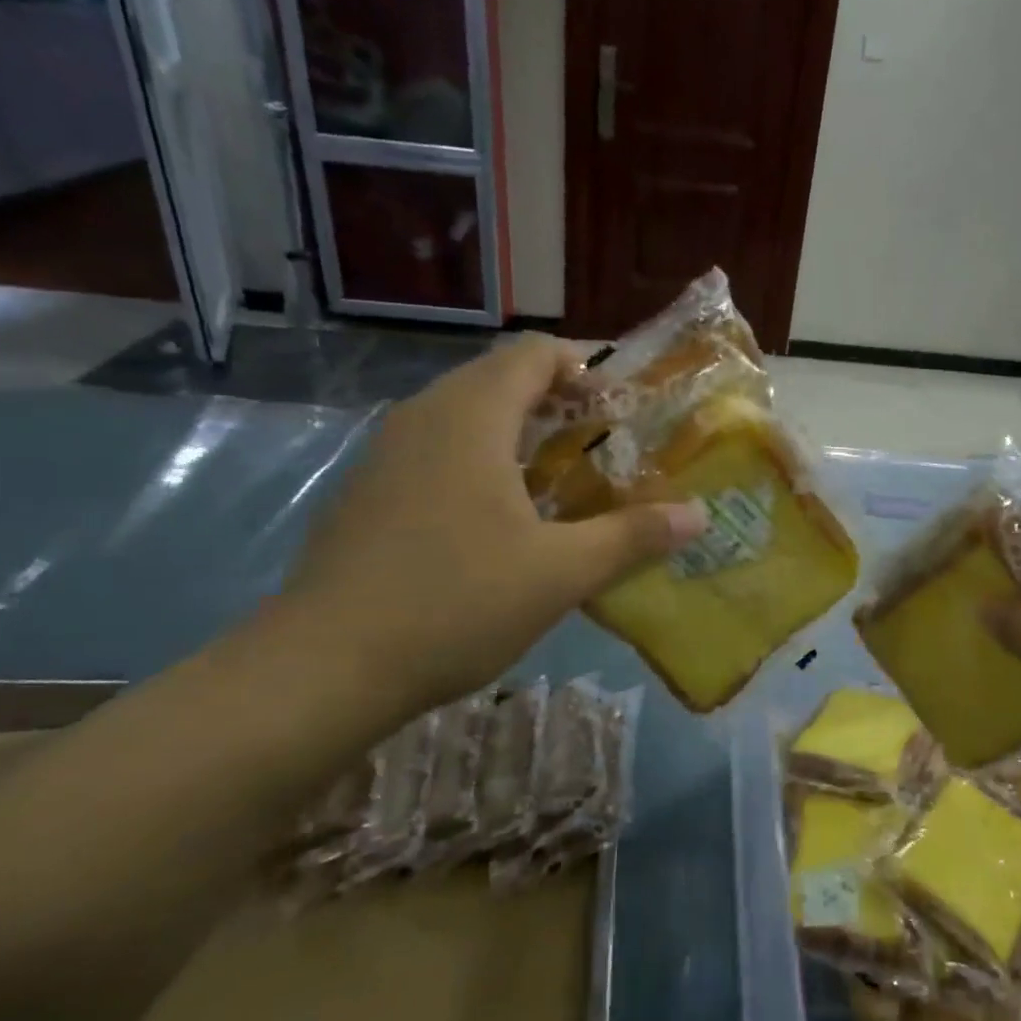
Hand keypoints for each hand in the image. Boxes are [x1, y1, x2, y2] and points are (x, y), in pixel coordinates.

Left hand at [278, 334, 704, 712]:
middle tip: (607, 442)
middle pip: (501, 379)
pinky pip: (438, 450)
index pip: (535, 353)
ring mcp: (387, 453)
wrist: (323, 666)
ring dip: (520, 434)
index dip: (587, 365)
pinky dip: (482, 461)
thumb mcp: (560, 573)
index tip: (626, 400)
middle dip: (560, 401)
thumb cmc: (454, 603)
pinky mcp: (369, 491)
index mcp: (471, 415)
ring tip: (564, 478)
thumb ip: (632, 536)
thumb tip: (698, 515)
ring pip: (466, 417)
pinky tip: (502, 518)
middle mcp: (424, 416)